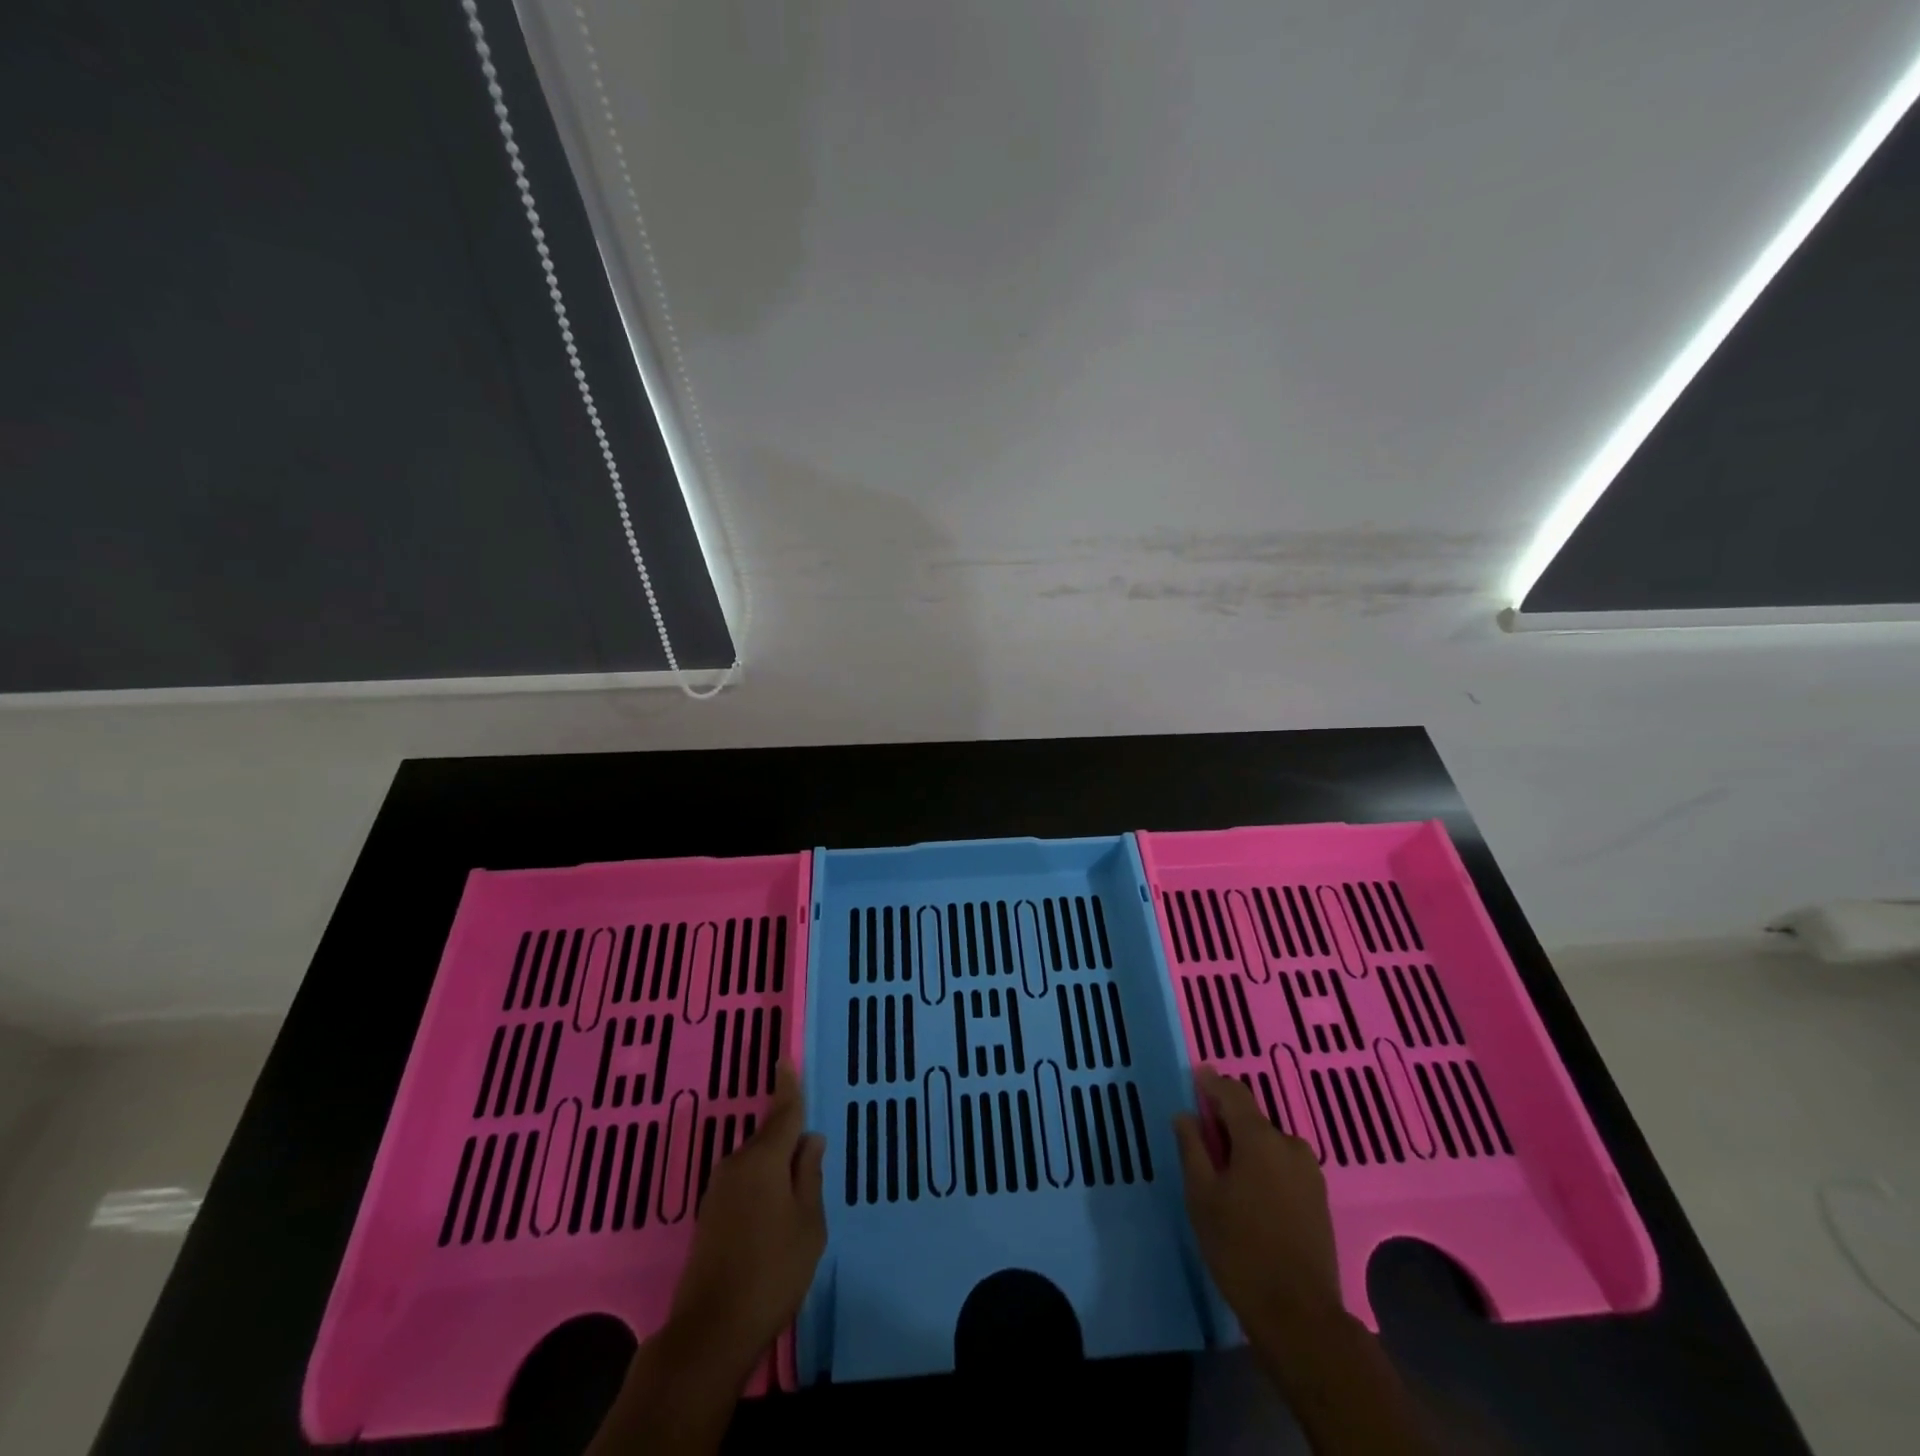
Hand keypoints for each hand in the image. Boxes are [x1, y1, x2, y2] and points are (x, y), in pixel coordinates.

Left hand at [589, 1064, 826, 1455]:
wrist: (710, 1331)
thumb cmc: (773, 1271)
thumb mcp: (809, 1223)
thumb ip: (809, 1176)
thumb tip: (809, 1140)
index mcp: (764, 1159)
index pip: (783, 1112)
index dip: (788, 1086)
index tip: (786, 1059)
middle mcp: (736, 1165)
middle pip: (769, 1139)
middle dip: (789, 1141)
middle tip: (813, 1157)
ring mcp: (718, 1191)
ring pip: (756, 1164)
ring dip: (776, 1169)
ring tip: (798, 1193)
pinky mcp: (709, 1216)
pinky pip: (744, 1184)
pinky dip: (762, 1187)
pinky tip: (774, 1213)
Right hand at [1173, 1067, 1343, 1343]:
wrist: (1299, 1316)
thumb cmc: (1240, 1249)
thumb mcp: (1202, 1196)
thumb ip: (1192, 1148)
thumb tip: (1186, 1115)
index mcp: (1260, 1138)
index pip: (1233, 1093)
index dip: (1212, 1083)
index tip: (1196, 1076)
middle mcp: (1290, 1145)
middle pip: (1252, 1120)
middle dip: (1226, 1122)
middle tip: (1201, 1139)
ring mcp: (1310, 1173)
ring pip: (1268, 1145)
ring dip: (1246, 1147)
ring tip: (1223, 1173)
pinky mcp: (1319, 1199)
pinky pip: (1283, 1166)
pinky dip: (1263, 1167)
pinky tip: (1248, 1194)